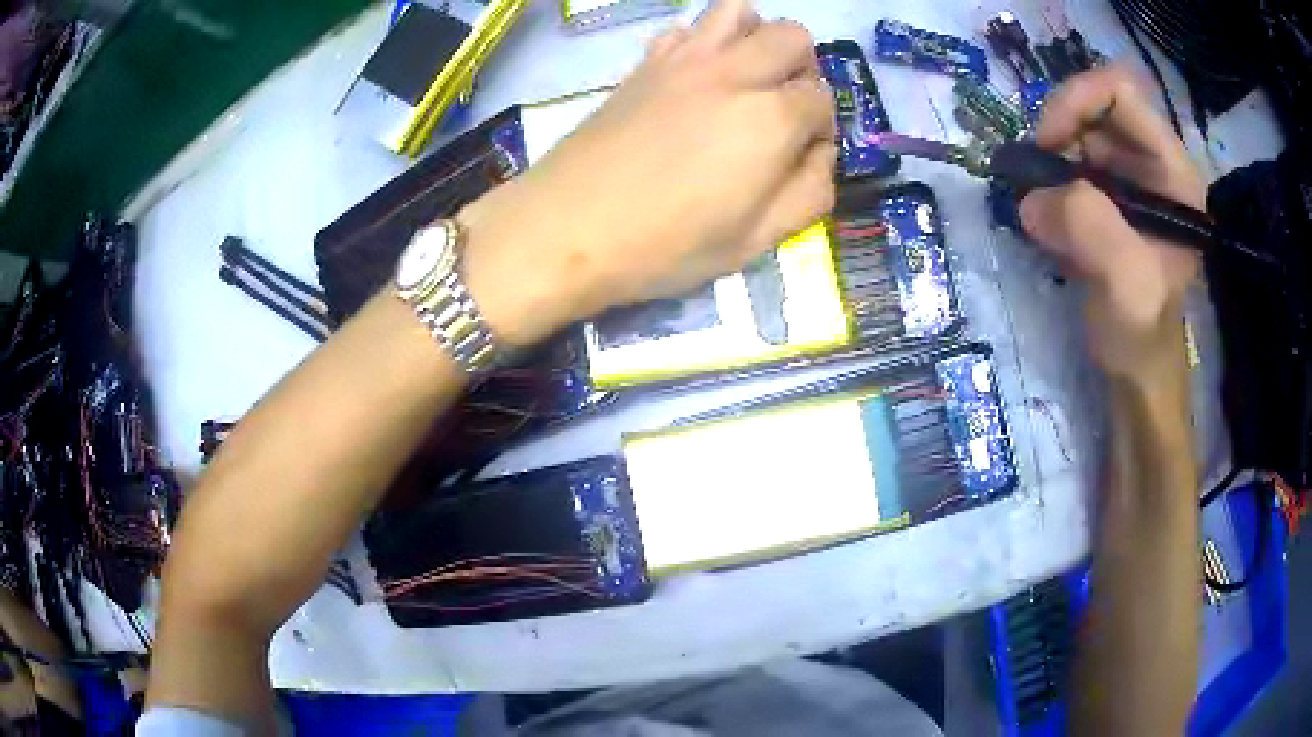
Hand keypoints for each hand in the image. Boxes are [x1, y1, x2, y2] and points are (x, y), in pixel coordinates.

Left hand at [460, 0, 836, 346]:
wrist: (566, 229)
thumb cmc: (664, 246)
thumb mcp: (754, 242)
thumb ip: (808, 194)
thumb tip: (821, 155)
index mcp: (771, 119)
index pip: (823, 99)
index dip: (821, 128)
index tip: (800, 157)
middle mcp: (735, 73)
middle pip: (793, 37)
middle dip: (802, 70)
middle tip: (781, 111)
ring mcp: (685, 60)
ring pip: (739, 11)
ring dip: (756, 38)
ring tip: (745, 81)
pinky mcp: (645, 63)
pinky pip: (685, 28)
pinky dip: (704, 42)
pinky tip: (695, 79)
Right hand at [1019, 67, 1202, 380]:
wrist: (1135, 368)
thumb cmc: (1142, 331)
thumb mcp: (1126, 285)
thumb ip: (1090, 227)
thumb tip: (1032, 198)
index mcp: (1171, 171)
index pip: (1119, 91)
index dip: (1077, 101)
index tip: (1047, 144)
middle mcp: (1150, 162)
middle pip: (1092, 107)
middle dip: (1057, 135)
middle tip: (1036, 180)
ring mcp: (1127, 177)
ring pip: (1074, 134)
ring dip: (1048, 164)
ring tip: (1043, 210)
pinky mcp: (1106, 196)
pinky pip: (1066, 163)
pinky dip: (1047, 184)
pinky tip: (1050, 221)